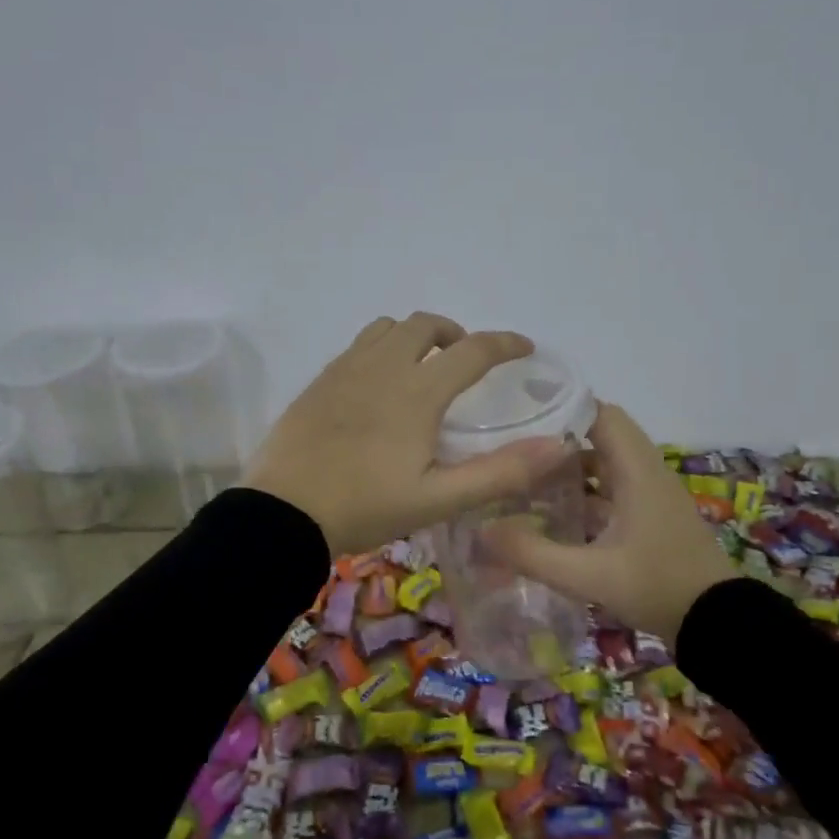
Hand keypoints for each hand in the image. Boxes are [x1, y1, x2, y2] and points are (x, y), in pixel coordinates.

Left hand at [241, 313, 571, 555]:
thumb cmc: (364, 507)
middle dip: (455, 333)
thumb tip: (558, 446)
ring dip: (414, 335)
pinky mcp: (320, 380)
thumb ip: (500, 472)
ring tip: (422, 365)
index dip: (505, 344)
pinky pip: (358, 345)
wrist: (281, 513)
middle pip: (425, 325)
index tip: (524, 347)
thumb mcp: (438, 500)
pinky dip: (382, 348)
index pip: (472, 350)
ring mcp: (346, 369)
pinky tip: (378, 383)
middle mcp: (383, 366)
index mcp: (417, 392)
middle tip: (465, 361)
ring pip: (387, 327)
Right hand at [482, 402, 735, 644]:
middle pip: (601, 436)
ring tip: (526, 476)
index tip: (523, 412)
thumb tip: (482, 530)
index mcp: (637, 470)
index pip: (602, 414)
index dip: (565, 407)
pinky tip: (555, 513)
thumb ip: (534, 553)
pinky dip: (586, 492)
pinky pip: (614, 489)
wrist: (719, 624)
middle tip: (515, 446)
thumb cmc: (657, 587)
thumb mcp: (590, 576)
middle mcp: (646, 473)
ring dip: (572, 466)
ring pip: (607, 463)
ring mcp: (652, 496)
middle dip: (559, 438)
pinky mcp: (652, 517)